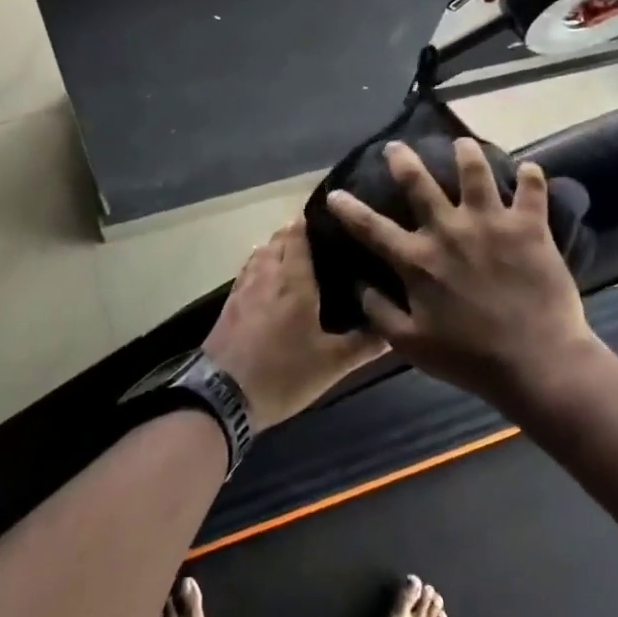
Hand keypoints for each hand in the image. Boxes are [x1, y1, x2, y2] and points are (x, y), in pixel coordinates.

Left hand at [203, 219, 385, 430]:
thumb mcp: (332, 364)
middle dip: (296, 234)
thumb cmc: (282, 373)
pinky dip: (260, 266)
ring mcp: (243, 288)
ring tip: (297, 259)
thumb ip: (365, 344)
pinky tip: (270, 283)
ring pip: (260, 253)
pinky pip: (247, 271)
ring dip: (276, 248)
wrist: (222, 397)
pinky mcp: (228, 304)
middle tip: (321, 243)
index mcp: (293, 280)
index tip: (333, 219)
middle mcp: (266, 274)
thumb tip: (395, 327)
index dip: (311, 221)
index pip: (298, 234)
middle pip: (278, 239)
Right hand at [327, 139, 597, 410]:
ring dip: (466, 153)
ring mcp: (490, 224)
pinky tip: (529, 169)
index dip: (349, 210)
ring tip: (463, 144)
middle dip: (403, 160)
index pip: (372, 228)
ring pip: (474, 172)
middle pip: (418, 183)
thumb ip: (381, 313)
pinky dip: (530, 177)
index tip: (335, 193)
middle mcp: (449, 231)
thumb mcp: (412, 345)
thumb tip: (360, 286)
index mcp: (418, 261)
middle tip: (396, 147)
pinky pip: (531, 189)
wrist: (536, 362)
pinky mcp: (528, 227)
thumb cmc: (470, 359)